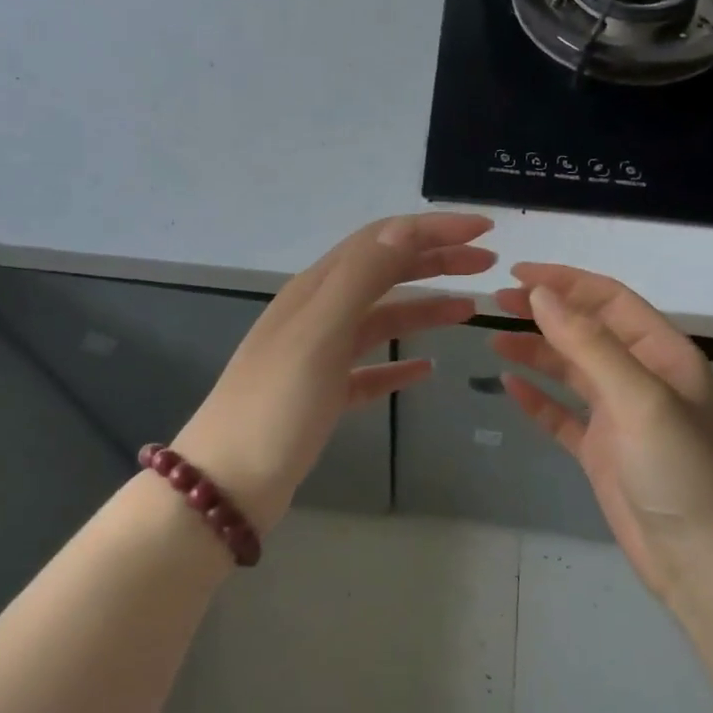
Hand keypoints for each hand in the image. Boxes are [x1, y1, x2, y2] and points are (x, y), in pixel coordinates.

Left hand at [176, 214, 495, 529]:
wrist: (227, 484)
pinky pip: (370, 369)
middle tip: (486, 266)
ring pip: (381, 319)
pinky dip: (399, 363)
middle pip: (384, 273)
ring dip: (424, 309)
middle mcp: (317, 314)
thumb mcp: (320, 332)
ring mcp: (319, 356)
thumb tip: (404, 228)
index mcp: (316, 290)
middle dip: (435, 261)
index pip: (382, 240)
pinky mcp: (323, 396)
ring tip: (468, 312)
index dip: (433, 229)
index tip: (484, 232)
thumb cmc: (275, 405)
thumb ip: (361, 277)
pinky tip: (426, 370)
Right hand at [490, 264, 712, 602]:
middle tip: (496, 303)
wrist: (701, 558)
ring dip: (535, 352)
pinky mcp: (601, 451)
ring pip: (571, 371)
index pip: (609, 300)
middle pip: (587, 331)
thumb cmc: (679, 469)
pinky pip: (562, 415)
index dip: (565, 282)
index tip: (518, 274)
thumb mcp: (638, 397)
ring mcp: (620, 415)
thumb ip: (589, 344)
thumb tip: (542, 295)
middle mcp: (641, 377)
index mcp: (663, 354)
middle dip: (545, 313)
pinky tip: (508, 387)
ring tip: (493, 340)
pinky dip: (536, 399)